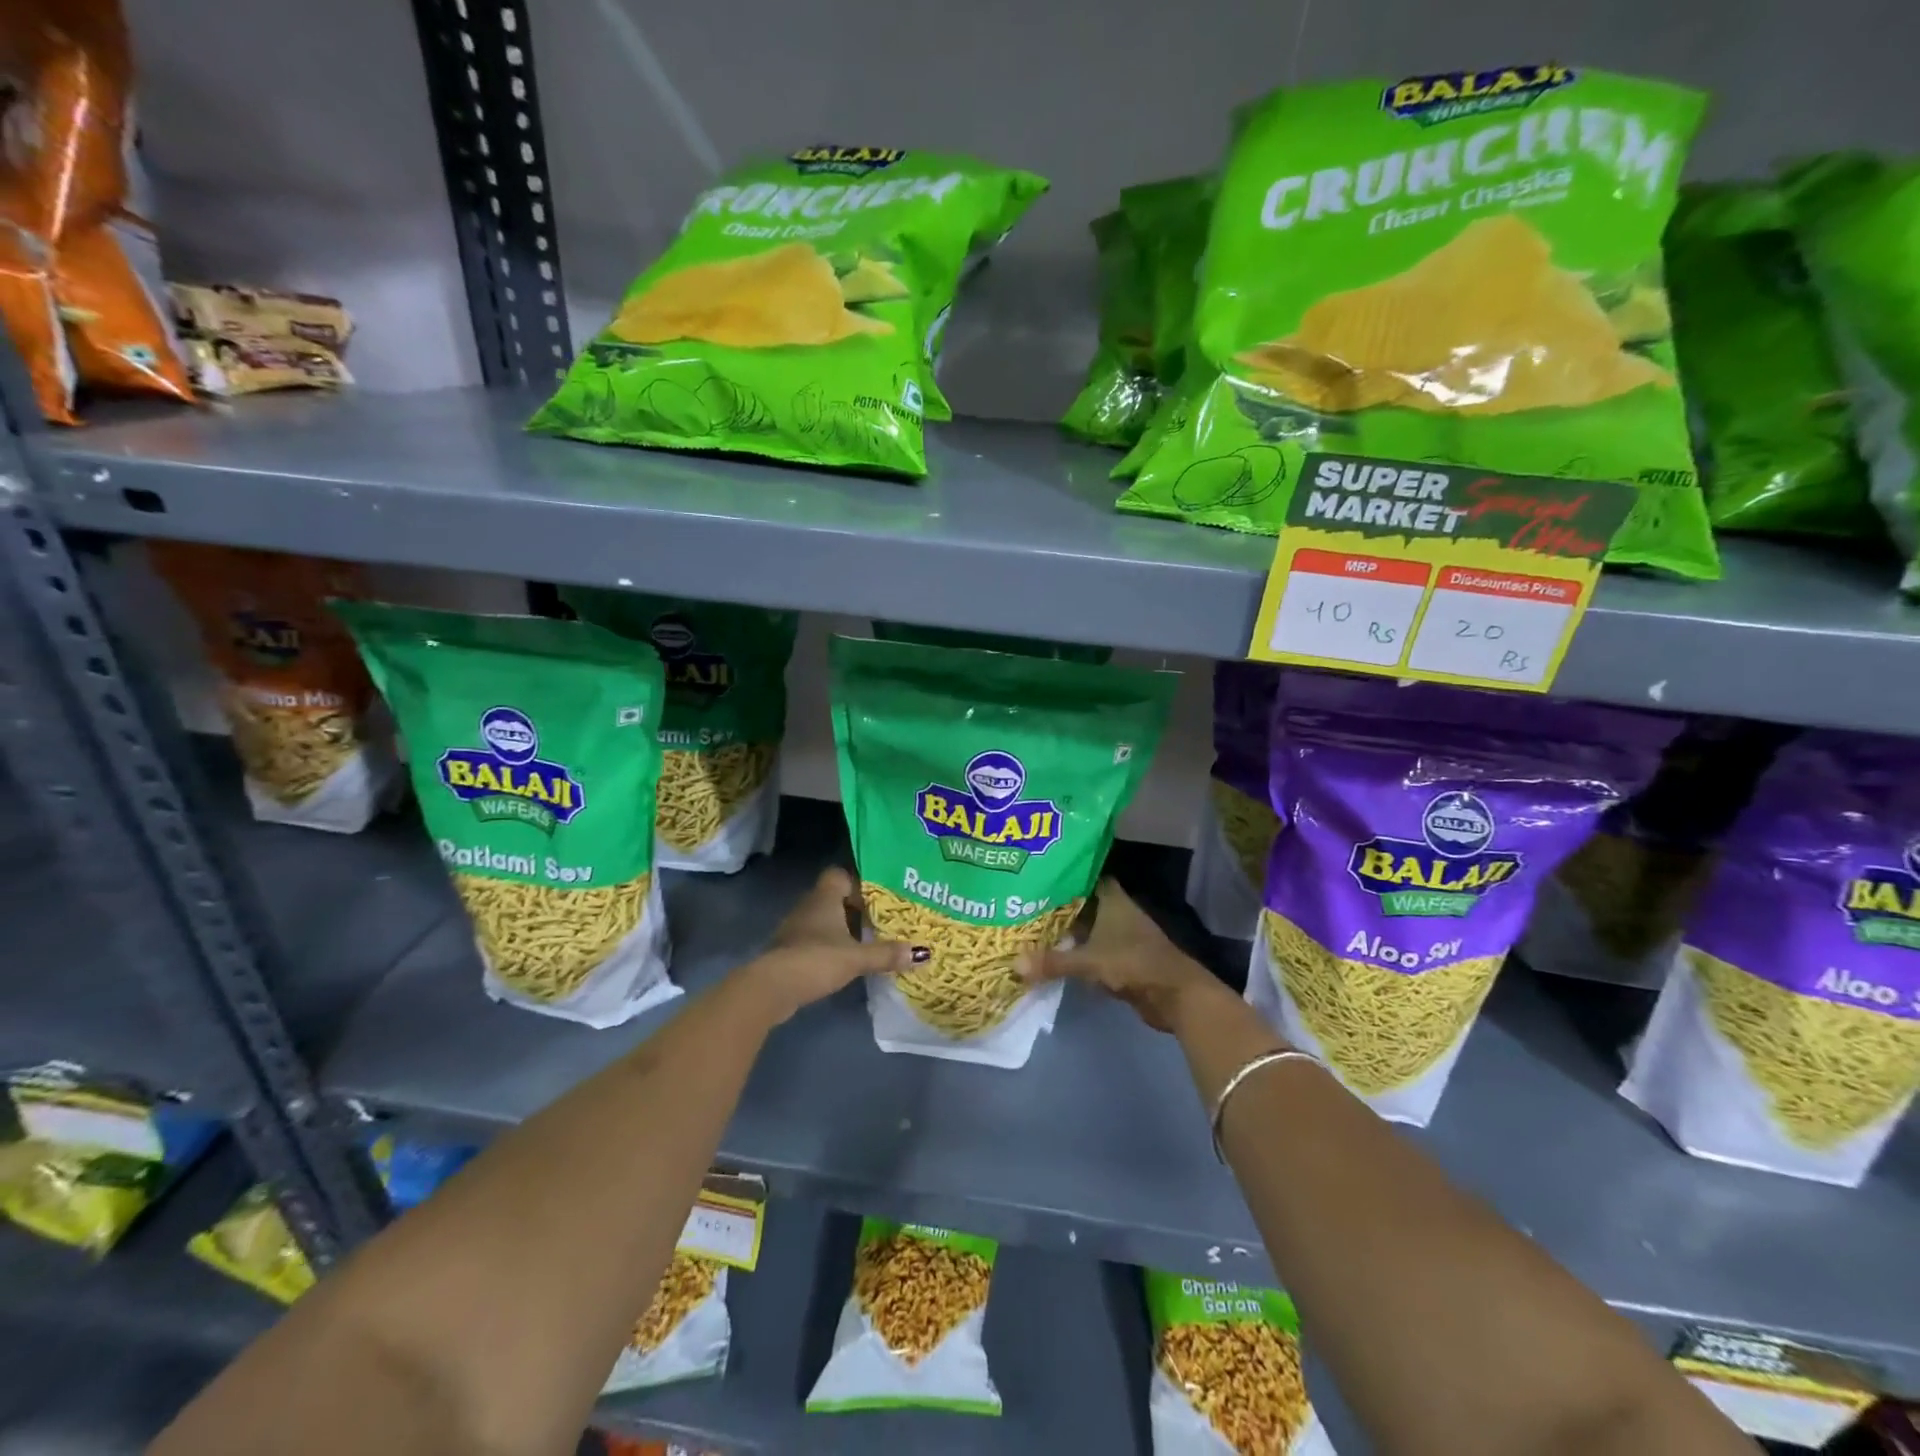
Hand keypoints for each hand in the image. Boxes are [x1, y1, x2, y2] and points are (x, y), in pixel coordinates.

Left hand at [738, 868, 926, 1025]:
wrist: (772, 988)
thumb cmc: (816, 959)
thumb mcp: (857, 958)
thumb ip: (887, 954)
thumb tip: (922, 953)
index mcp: (824, 897)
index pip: (840, 875)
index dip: (859, 883)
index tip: (879, 898)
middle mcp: (808, 906)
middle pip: (835, 898)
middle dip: (856, 909)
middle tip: (882, 921)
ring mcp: (796, 929)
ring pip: (825, 921)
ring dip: (843, 930)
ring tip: (869, 942)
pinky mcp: (790, 951)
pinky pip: (816, 940)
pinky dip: (830, 947)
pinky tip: (846, 962)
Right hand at [1016, 879, 1222, 1032]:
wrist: (1175, 995)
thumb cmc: (1134, 964)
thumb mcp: (1090, 962)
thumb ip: (1053, 962)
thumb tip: (1014, 965)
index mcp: (1112, 899)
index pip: (1085, 875)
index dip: (1064, 873)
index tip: (1037, 872)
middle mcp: (1117, 911)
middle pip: (1082, 902)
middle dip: (1057, 903)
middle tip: (1024, 901)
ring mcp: (1121, 935)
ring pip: (1086, 926)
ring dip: (1065, 929)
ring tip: (1030, 926)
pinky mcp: (1122, 958)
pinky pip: (1091, 948)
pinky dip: (1075, 950)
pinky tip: (1051, 953)